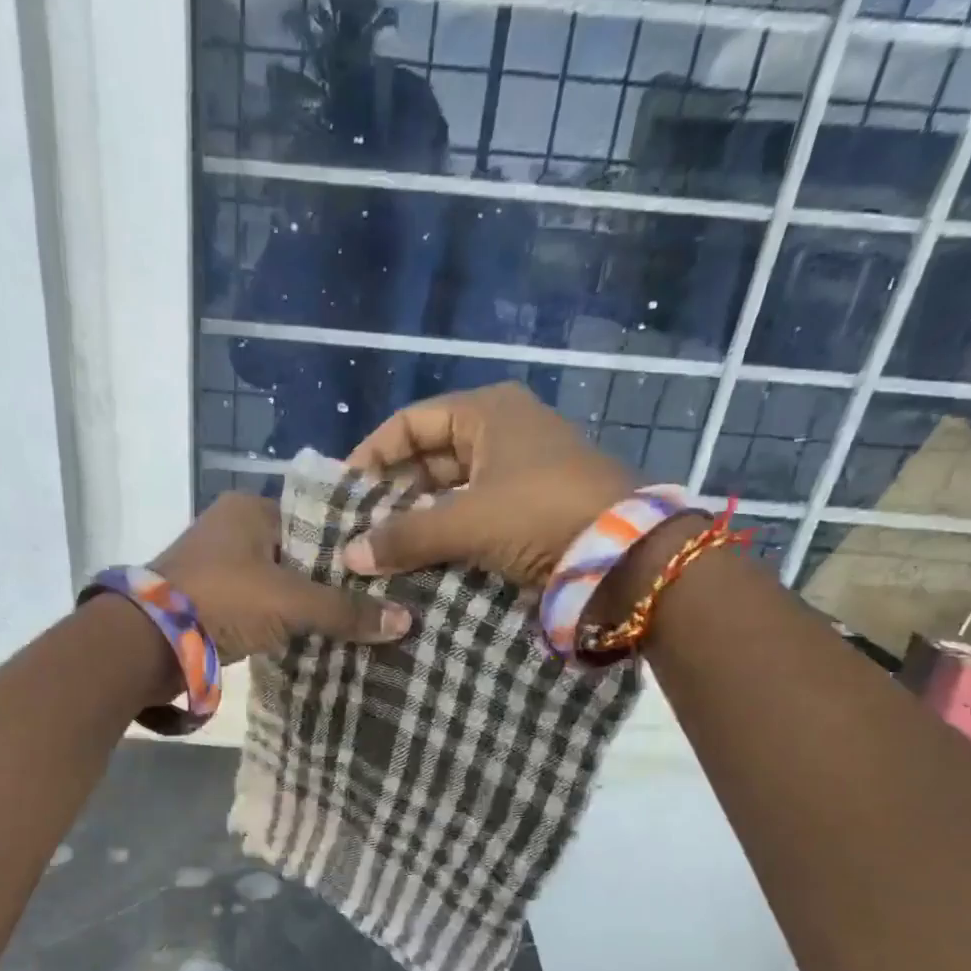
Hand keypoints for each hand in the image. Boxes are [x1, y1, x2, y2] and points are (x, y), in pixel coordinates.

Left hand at [153, 493, 411, 662]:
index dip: (352, 547)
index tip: (387, 570)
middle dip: (332, 580)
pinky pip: (261, 604)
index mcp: (250, 509)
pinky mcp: (210, 599)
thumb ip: (345, 610)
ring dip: (308, 602)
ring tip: (356, 620)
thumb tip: (406, 621)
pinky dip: (283, 619)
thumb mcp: (290, 602)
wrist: (146, 643)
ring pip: (280, 581)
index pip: (318, 521)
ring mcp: (218, 565)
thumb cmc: (222, 601)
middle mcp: (232, 528)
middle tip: (378, 600)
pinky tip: (315, 636)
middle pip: (300, 553)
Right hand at [340, 382, 643, 586]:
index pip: (411, 422)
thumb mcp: (466, 521)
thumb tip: (349, 556)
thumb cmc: (540, 512)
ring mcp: (520, 470)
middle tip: (360, 528)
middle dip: (393, 492)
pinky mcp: (530, 507)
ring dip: (418, 518)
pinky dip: (447, 534)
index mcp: (487, 411)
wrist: (625, 554)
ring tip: (383, 549)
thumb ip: (404, 536)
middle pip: (429, 456)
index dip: (373, 454)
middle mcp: (502, 431)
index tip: (345, 491)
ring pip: (451, 489)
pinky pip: (474, 514)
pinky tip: (421, 559)